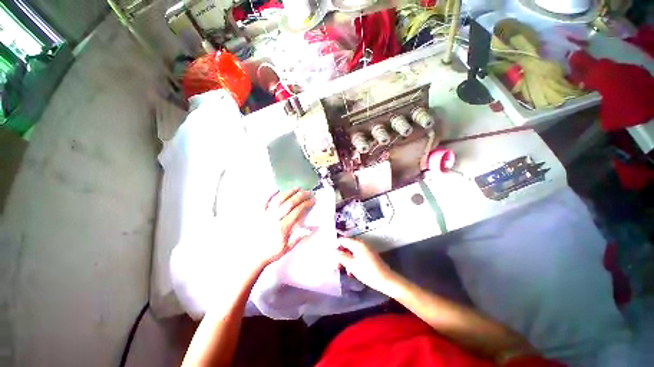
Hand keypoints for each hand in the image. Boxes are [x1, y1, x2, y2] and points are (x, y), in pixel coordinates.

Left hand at [260, 188, 315, 265]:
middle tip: (308, 192)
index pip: (297, 211)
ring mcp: (265, 214)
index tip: (313, 200)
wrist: (252, 256)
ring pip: (279, 199)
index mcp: (283, 227)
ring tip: (297, 188)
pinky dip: (271, 193)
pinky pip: (264, 200)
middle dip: (301, 195)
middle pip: (290, 203)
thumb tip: (310, 228)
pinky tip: (277, 189)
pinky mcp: (258, 213)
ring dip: (289, 192)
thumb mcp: (287, 248)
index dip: (306, 204)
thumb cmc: (271, 252)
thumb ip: (298, 237)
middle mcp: (275, 218)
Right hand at [337, 238, 398, 294]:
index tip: (330, 254)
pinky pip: (357, 254)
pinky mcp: (369, 255)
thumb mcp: (352, 265)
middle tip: (336, 265)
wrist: (386, 280)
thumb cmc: (367, 272)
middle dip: (341, 254)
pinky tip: (351, 271)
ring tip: (343, 270)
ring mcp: (366, 249)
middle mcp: (361, 243)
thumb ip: (341, 257)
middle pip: (347, 245)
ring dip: (346, 259)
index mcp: (357, 244)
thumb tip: (333, 251)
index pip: (343, 240)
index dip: (336, 245)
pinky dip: (353, 260)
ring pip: (352, 251)